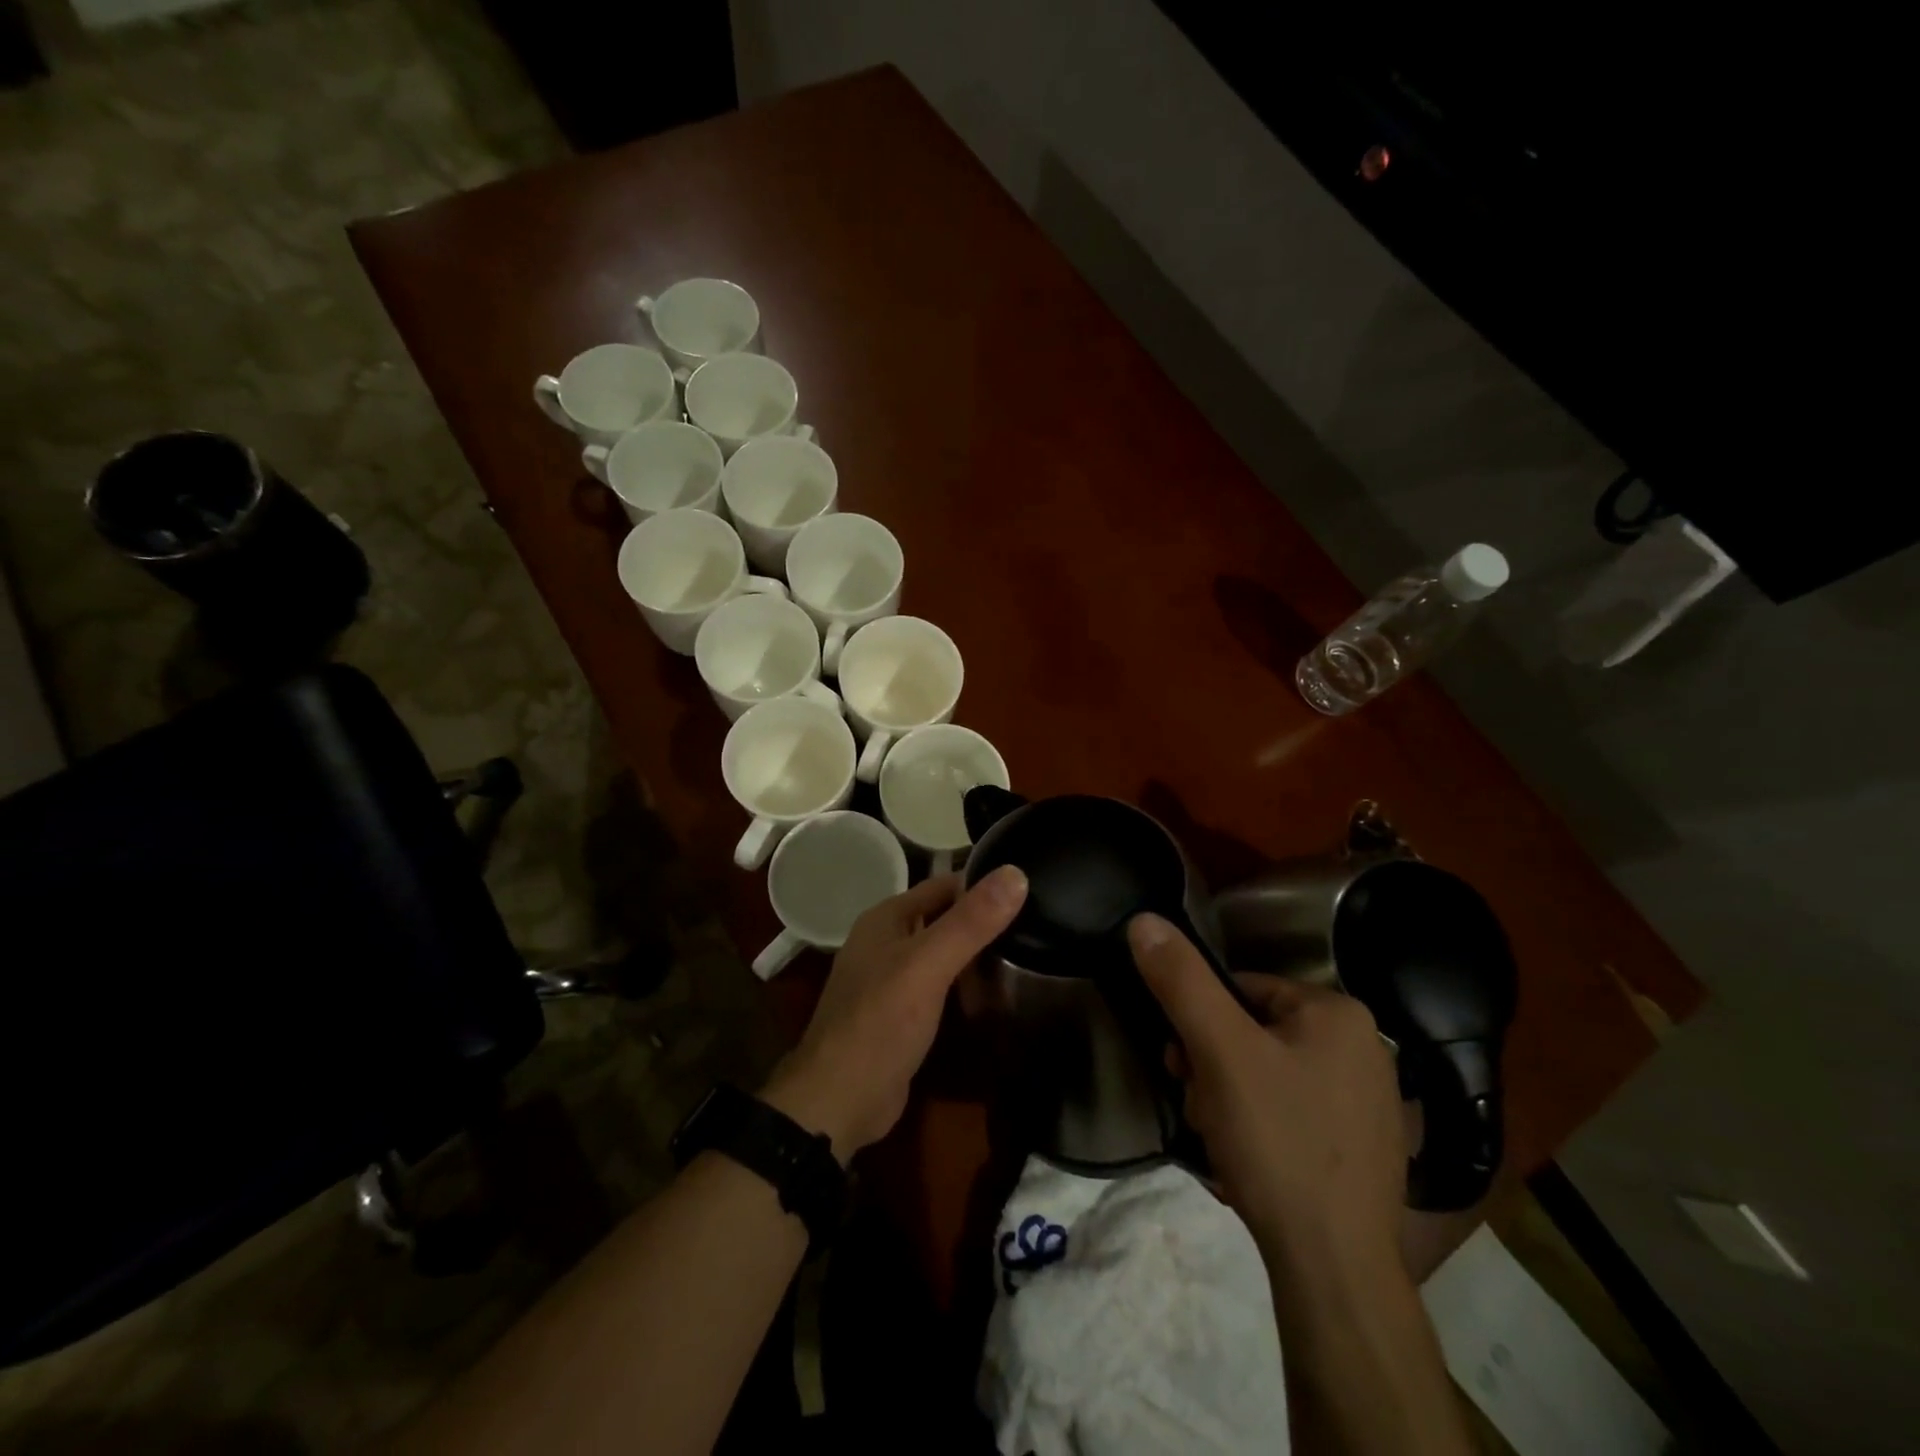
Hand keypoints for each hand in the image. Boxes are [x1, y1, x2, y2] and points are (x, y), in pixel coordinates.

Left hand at [763, 867, 1028, 1160]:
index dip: (984, 884)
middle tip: (1036, 925)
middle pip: (944, 918)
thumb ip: (970, 922)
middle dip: (983, 921)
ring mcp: (890, 979)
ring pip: (942, 953)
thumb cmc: (881, 1022)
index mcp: (887, 918)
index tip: (1030, 887)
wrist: (839, 1101)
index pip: (944, 884)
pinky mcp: (900, 1014)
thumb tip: (1016, 873)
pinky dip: (963, 985)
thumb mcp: (928, 965)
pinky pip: (939, 986)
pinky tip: (994, 993)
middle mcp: (886, 941)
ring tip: (1028, 954)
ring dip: (976, 955)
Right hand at [1128, 913, 1404, 1270]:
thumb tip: (1143, 920)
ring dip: (1229, 1099)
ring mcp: (1368, 1102)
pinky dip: (1260, 1129)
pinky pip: (1292, 1113)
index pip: (1241, 989)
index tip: (1181, 1065)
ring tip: (1222, 1141)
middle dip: (1213, 1067)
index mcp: (1338, 1013)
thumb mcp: (1218, 1050)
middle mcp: (1364, 1047)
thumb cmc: (1277, 1140)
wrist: (1335, 1270)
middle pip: (1253, 1032)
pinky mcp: (1362, 1148)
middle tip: (1201, 1107)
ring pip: (1268, 1075)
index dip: (1199, 1023)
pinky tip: (1249, 1163)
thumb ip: (1181, 981)